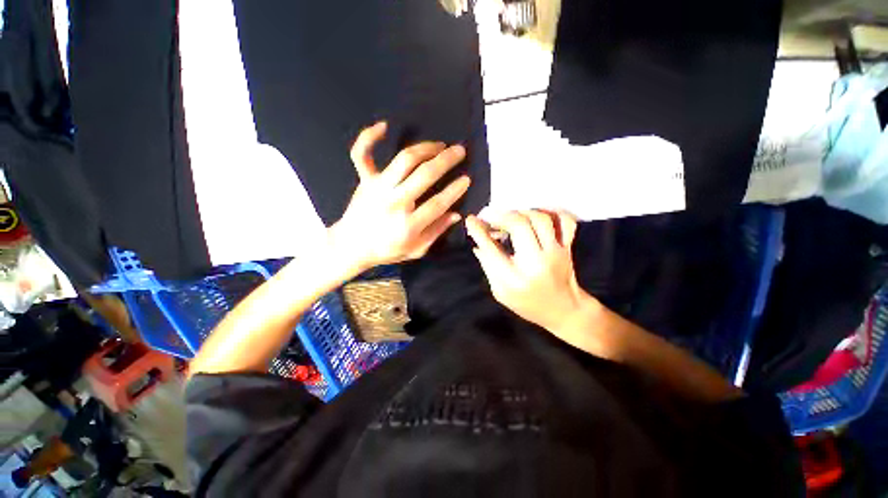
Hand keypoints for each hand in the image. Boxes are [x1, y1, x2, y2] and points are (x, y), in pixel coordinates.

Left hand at [330, 122, 470, 271]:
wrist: (351, 247)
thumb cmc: (386, 250)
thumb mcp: (416, 250)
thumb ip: (436, 232)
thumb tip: (456, 214)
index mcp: (408, 225)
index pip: (438, 203)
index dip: (455, 190)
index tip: (467, 178)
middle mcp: (394, 203)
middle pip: (425, 175)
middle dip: (446, 160)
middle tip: (459, 151)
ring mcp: (377, 188)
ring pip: (404, 160)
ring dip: (425, 148)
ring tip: (439, 145)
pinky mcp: (364, 180)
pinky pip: (362, 154)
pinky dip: (369, 137)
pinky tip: (383, 126)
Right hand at [466, 210, 586, 330]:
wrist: (564, 311)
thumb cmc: (528, 304)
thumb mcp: (501, 293)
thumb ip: (488, 267)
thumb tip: (478, 244)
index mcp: (515, 279)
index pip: (492, 249)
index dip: (479, 231)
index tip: (471, 220)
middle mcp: (536, 263)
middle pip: (519, 226)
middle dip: (501, 216)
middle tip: (491, 216)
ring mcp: (555, 253)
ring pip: (540, 219)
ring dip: (522, 212)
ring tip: (511, 216)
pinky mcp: (567, 247)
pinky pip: (565, 221)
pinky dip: (552, 211)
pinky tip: (537, 213)